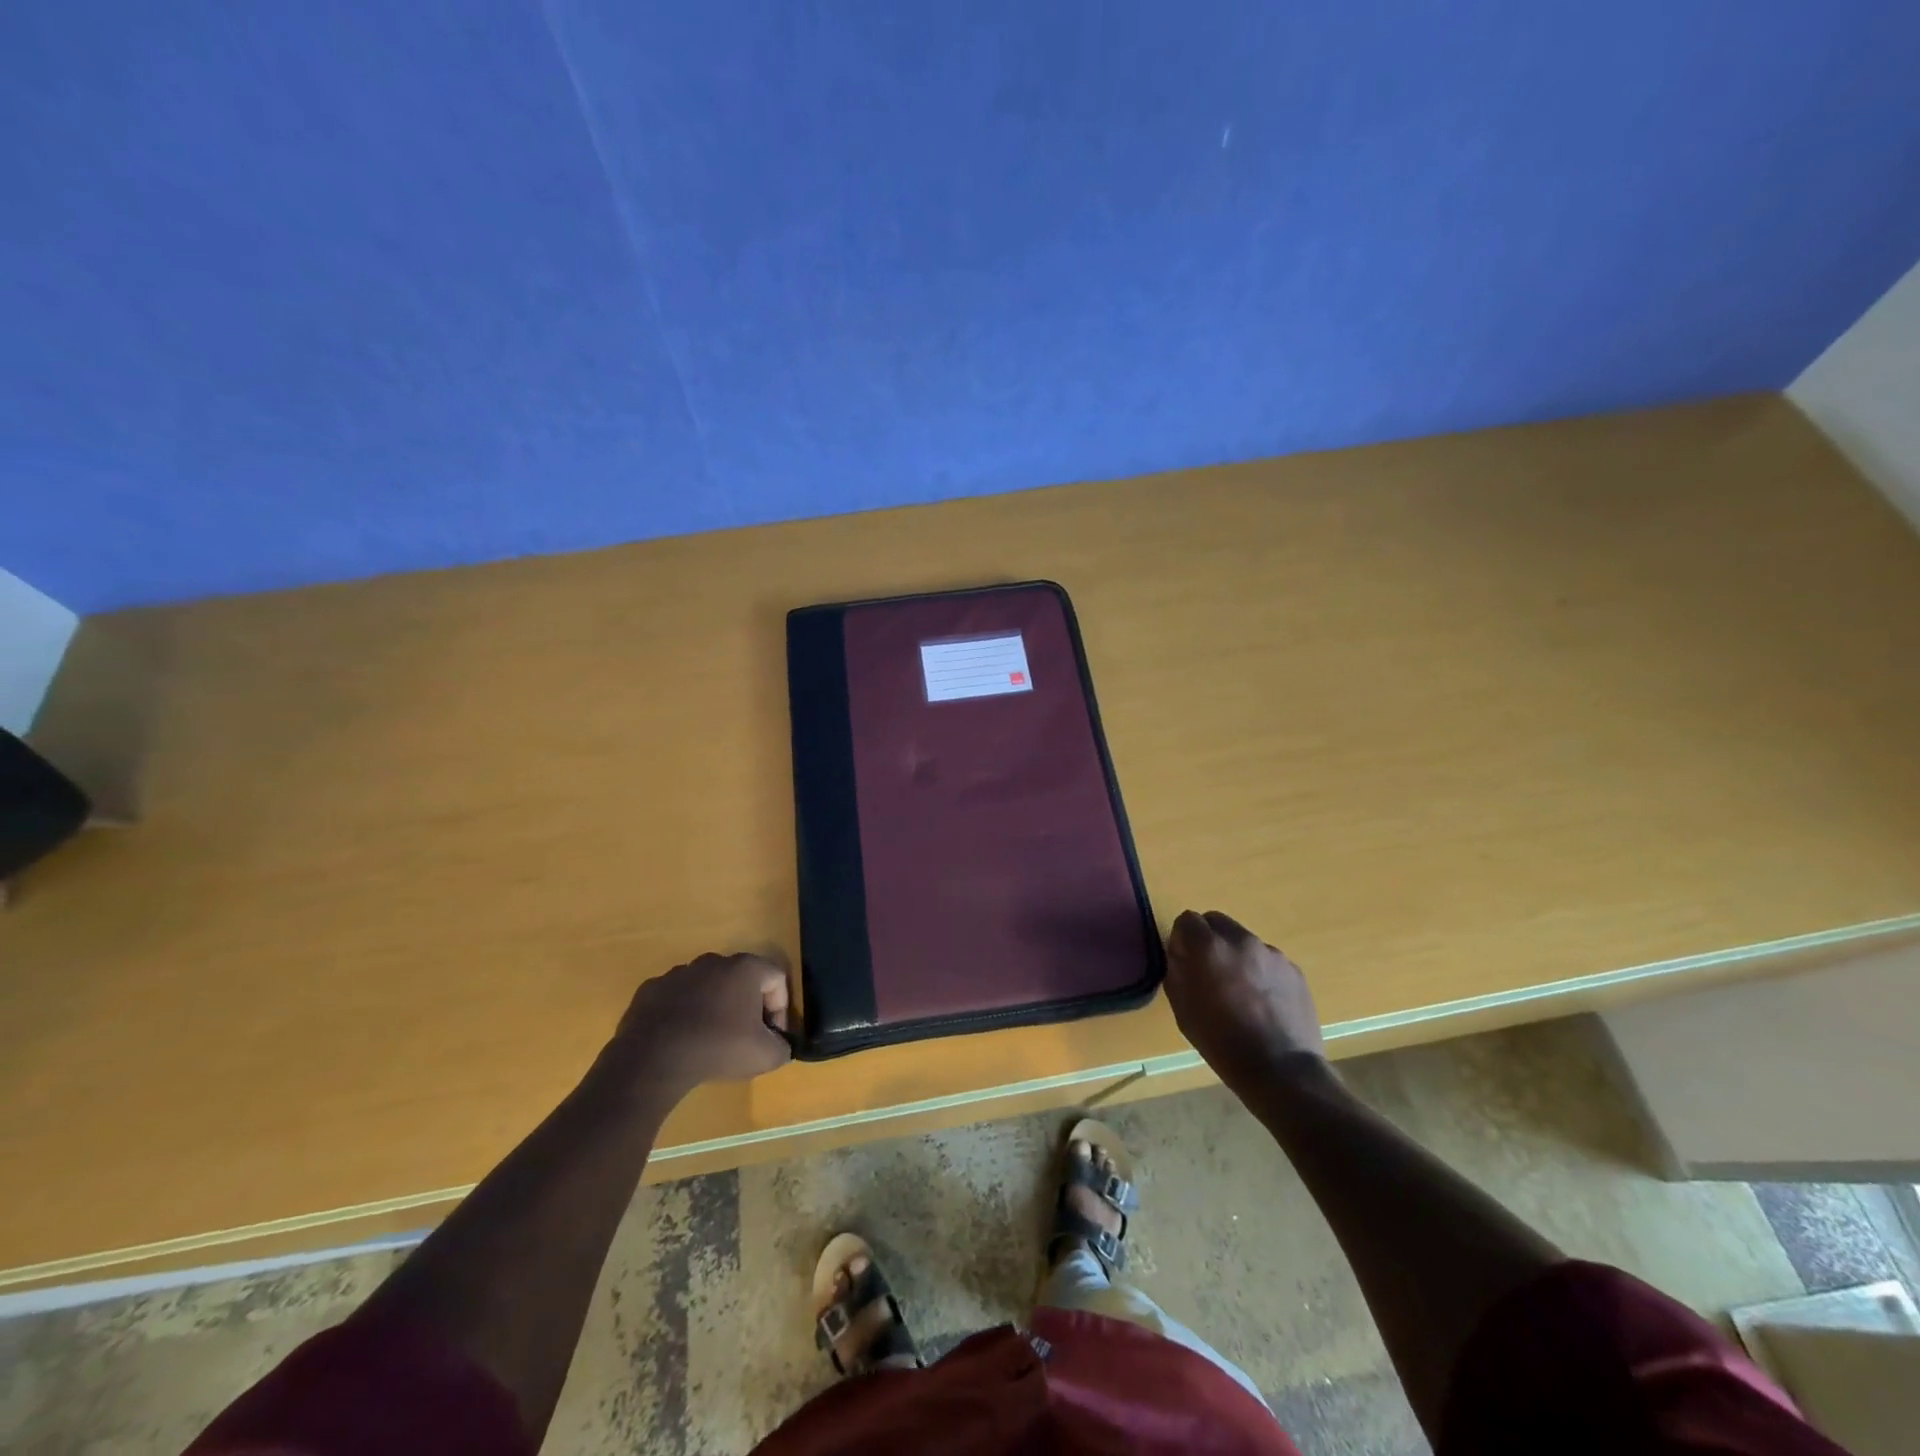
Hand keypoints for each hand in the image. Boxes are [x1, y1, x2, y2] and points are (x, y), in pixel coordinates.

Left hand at [600, 952, 792, 1095]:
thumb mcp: (765, 1056)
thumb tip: (779, 1044)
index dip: (781, 1008)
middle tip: (744, 1037)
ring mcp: (678, 973)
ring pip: (707, 986)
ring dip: (713, 1007)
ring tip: (709, 1039)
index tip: (773, 1036)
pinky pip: (676, 998)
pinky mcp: (651, 989)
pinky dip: (682, 1014)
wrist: (652, 1060)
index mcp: (745, 968)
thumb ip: (782, 1047)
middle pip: (741, 979)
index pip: (777, 979)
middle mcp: (713, 961)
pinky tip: (680, 1039)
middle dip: (747, 1005)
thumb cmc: (717, 1048)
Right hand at [1165, 910, 1327, 1098]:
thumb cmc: (1222, 1043)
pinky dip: (1259, 971)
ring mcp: (1271, 953)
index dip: (1182, 938)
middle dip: (1208, 939)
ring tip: (1239, 990)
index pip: (1187, 919)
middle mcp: (1241, 940)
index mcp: (1209, 948)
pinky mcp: (1293, 969)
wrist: (1281, 1070)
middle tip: (1208, 970)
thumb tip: (1180, 955)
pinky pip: (1267, 959)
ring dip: (1235, 955)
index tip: (1183, 960)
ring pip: (1243, 941)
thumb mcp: (1184, 1010)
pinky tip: (1262, 1002)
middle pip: (1216, 921)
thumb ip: (1177, 972)